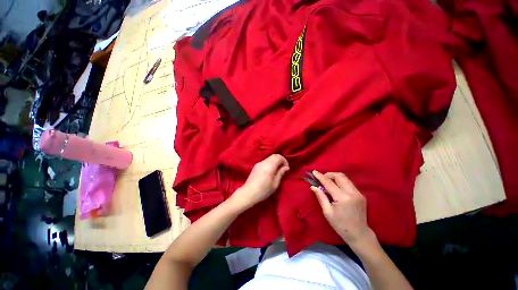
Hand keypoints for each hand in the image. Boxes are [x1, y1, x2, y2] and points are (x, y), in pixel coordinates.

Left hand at [230, 154, 289, 209]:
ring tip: (277, 170)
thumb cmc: (263, 191)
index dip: (284, 161)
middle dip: (280, 160)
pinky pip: (265, 161)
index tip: (287, 168)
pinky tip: (271, 170)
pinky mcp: (256, 166)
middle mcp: (264, 162)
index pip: (279, 157)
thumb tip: (286, 167)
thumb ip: (280, 173)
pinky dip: (270, 163)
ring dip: (275, 161)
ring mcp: (259, 163)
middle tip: (283, 168)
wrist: (248, 193)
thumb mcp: (275, 184)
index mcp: (269, 166)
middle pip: (274, 155)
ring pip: (269, 157)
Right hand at [310, 171, 374, 245]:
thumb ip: (320, 197)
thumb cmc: (340, 225)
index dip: (320, 176)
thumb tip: (313, 186)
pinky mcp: (361, 195)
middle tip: (321, 178)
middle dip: (329, 174)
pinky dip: (340, 182)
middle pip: (340, 176)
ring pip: (345, 178)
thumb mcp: (327, 212)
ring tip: (327, 182)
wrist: (359, 234)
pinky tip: (336, 187)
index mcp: (343, 198)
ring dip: (335, 177)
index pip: (329, 183)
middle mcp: (352, 193)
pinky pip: (349, 183)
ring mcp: (358, 193)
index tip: (314, 172)